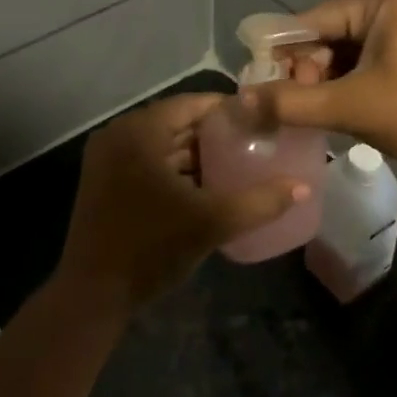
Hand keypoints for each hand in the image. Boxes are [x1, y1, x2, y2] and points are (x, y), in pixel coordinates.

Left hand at [58, 93, 310, 309]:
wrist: (93, 292)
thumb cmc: (152, 247)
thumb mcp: (211, 222)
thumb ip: (260, 202)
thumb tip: (303, 188)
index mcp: (139, 131)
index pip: (191, 104)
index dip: (227, 110)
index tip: (259, 120)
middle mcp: (118, 134)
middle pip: (175, 122)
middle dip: (213, 133)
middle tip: (252, 142)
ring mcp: (105, 157)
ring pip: (159, 143)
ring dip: (193, 151)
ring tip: (234, 163)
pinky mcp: (102, 180)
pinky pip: (145, 160)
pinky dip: (172, 167)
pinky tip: (202, 186)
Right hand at [245, 0, 396, 173]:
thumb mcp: (348, 105)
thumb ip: (289, 102)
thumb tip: (240, 101)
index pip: (312, 20)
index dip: (280, 53)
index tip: (257, 84)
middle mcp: (394, 3)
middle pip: (327, 35)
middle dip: (306, 72)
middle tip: (295, 108)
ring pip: (344, 52)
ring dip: (324, 82)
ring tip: (315, 114)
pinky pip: (364, 62)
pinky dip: (346, 85)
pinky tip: (337, 110)